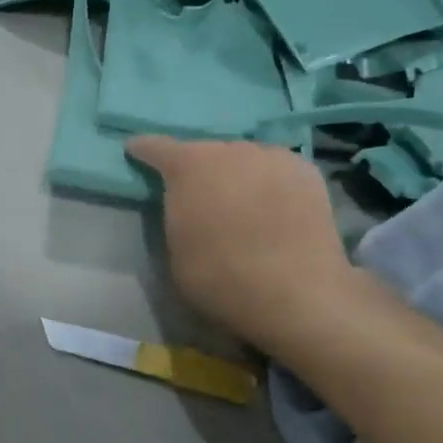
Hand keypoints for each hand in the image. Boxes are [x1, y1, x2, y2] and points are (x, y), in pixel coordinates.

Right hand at [126, 137, 355, 350]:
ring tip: (239, 201)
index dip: (144, 150)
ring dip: (235, 174)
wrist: (298, 295)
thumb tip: (186, 205)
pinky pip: (275, 170)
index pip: (156, 147)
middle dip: (198, 169)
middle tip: (198, 194)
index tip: (135, 151)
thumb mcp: (175, 250)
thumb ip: (176, 215)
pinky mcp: (307, 172)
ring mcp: (272, 157)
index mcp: (188, 166)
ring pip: (243, 159)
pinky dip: (268, 182)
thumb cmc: (221, 277)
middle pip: (205, 152)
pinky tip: (272, 206)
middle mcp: (229, 150)